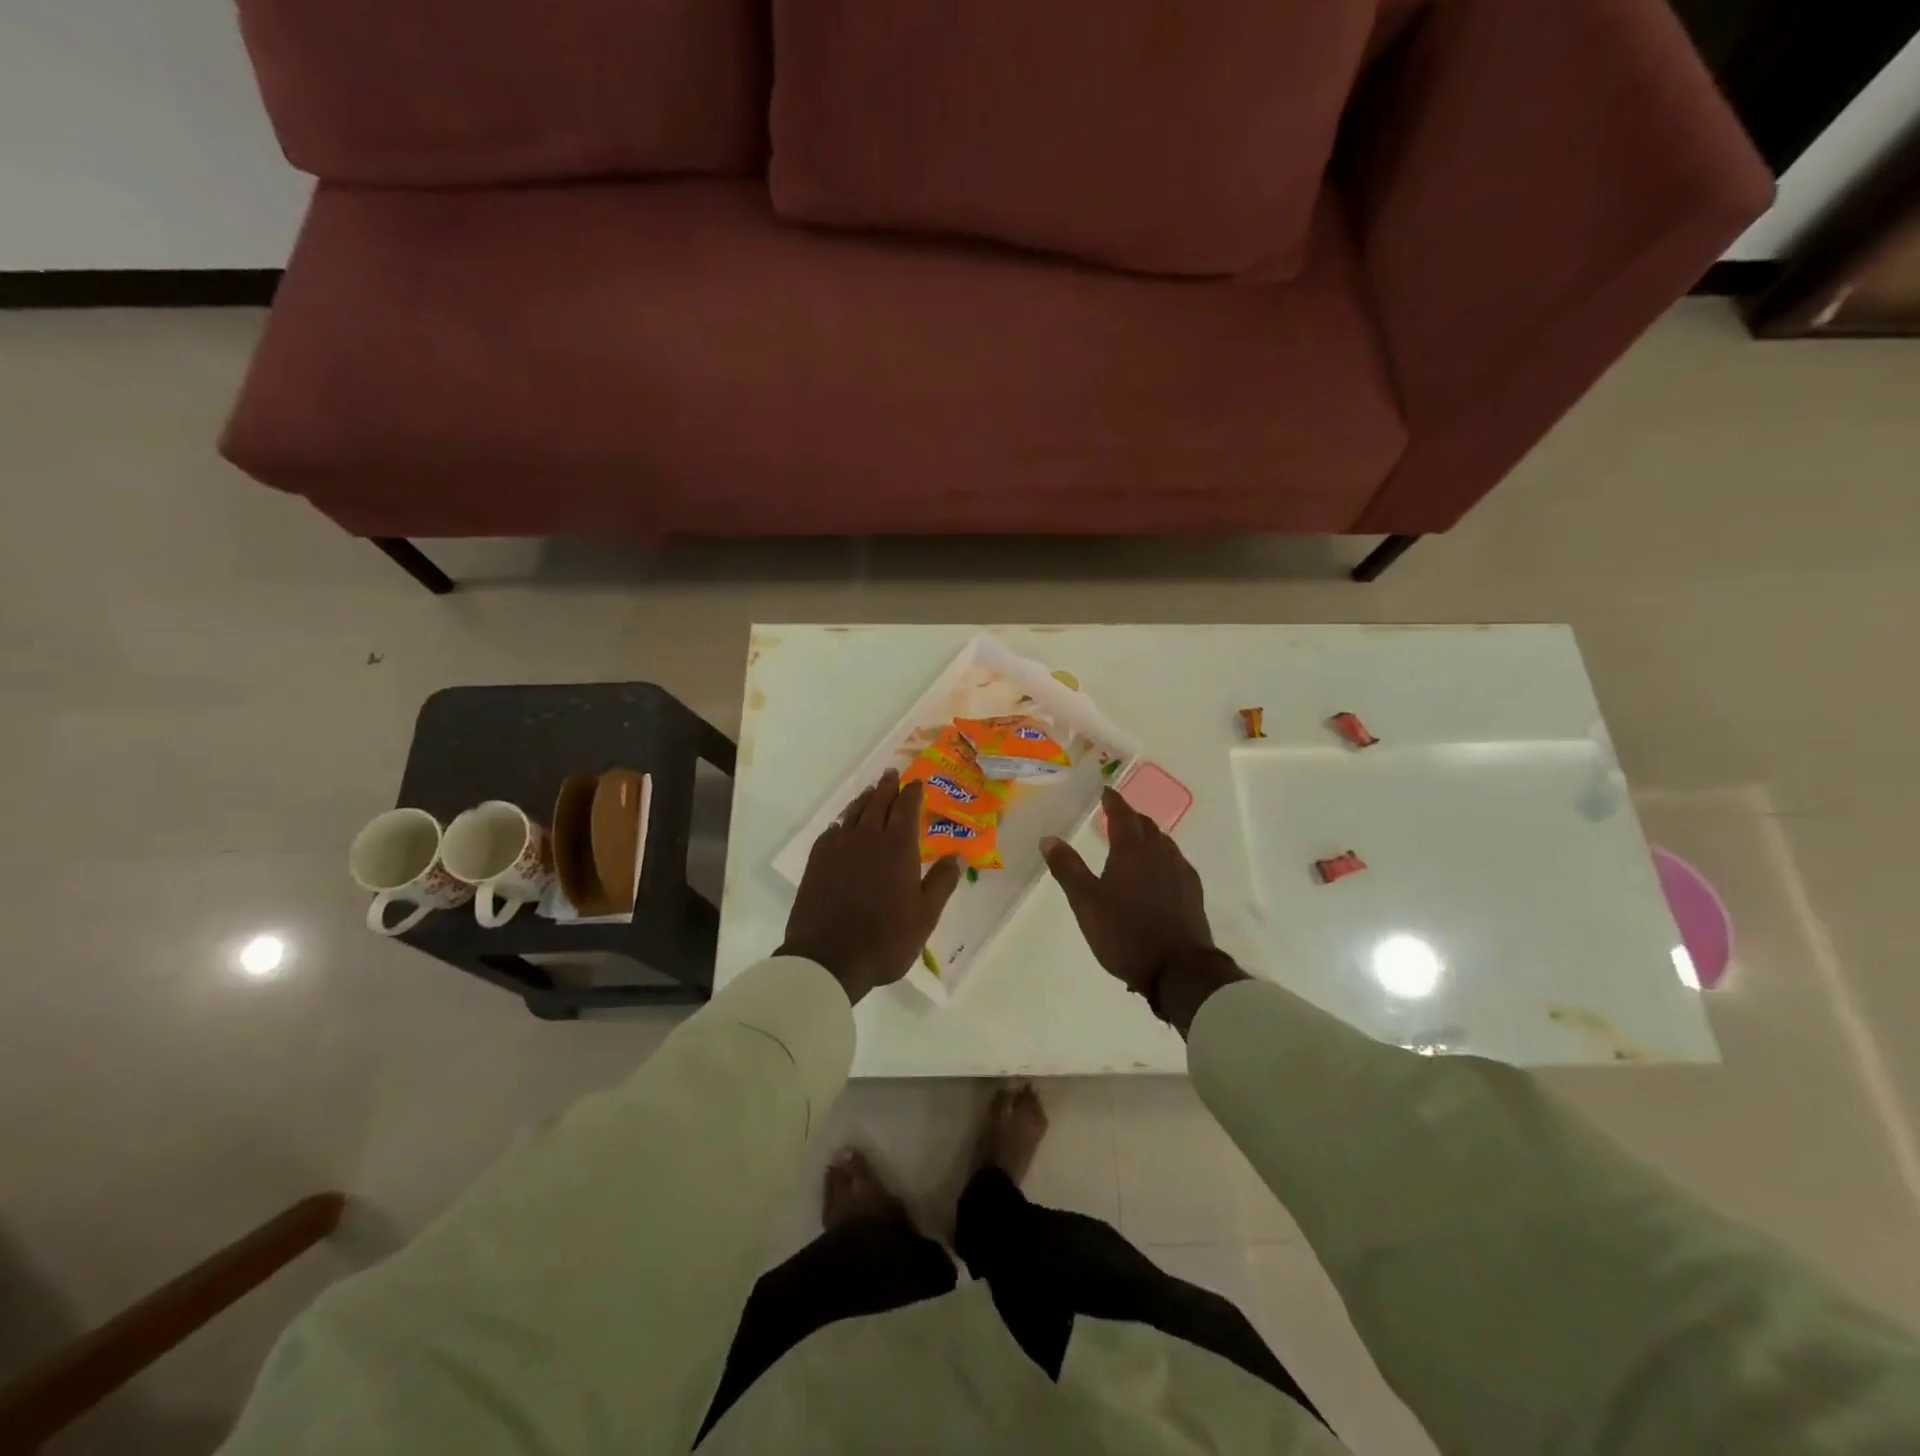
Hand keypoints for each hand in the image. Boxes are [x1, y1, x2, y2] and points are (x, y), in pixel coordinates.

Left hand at [778, 770, 962, 1004]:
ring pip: (854, 813)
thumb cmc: (886, 938)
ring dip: (865, 799)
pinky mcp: (817, 862)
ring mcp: (839, 848)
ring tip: (871, 791)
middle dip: (887, 787)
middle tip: (892, 774)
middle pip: (878, 803)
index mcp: (898, 847)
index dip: (912, 793)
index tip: (916, 782)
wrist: (829, 957)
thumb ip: (942, 882)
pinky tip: (842, 826)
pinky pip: (831, 832)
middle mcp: (868, 838)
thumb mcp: (925, 914)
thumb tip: (956, 855)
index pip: (907, 808)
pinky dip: (841, 823)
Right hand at [1043, 788, 1243, 1032]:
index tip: (1106, 792)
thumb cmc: (1125, 933)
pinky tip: (1160, 873)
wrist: (1178, 969)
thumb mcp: (1086, 902)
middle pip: (1146, 826)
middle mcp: (1160, 854)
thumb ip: (1068, 868)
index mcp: (1131, 851)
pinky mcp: (1192, 893)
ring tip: (1136, 842)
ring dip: (1148, 836)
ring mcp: (1180, 873)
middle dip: (1131, 817)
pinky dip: (1163, 857)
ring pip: (1164, 843)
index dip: (1114, 802)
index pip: (1123, 815)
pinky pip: (1176, 863)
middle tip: (1117, 816)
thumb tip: (1048, 838)